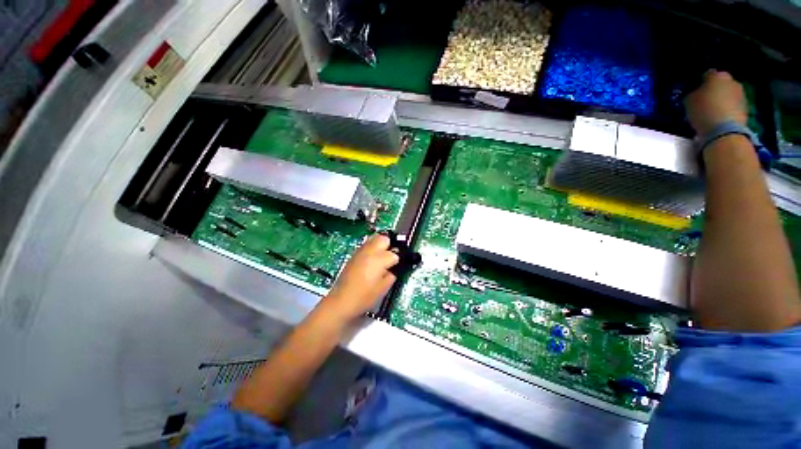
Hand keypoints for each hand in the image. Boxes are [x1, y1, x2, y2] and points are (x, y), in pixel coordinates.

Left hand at [318, 234, 398, 322]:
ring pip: (374, 238)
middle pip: (384, 238)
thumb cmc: (364, 297)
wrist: (342, 301)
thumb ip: (392, 274)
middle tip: (391, 256)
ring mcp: (360, 252)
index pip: (395, 253)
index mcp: (379, 259)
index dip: (399, 260)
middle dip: (390, 245)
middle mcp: (369, 251)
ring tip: (382, 256)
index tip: (398, 265)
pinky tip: (372, 260)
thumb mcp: (384, 288)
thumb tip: (394, 268)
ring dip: (381, 244)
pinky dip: (372, 248)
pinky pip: (366, 245)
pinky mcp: (354, 255)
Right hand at [685, 70, 747, 135]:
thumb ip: (693, 93)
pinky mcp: (745, 108)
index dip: (701, 82)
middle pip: (721, 83)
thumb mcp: (689, 101)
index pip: (707, 74)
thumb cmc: (703, 111)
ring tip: (713, 111)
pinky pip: (733, 105)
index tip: (696, 90)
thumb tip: (696, 93)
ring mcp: (741, 94)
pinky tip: (720, 118)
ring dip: (722, 100)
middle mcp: (731, 81)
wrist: (724, 130)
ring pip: (728, 94)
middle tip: (705, 100)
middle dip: (715, 90)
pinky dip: (728, 109)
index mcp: (717, 76)